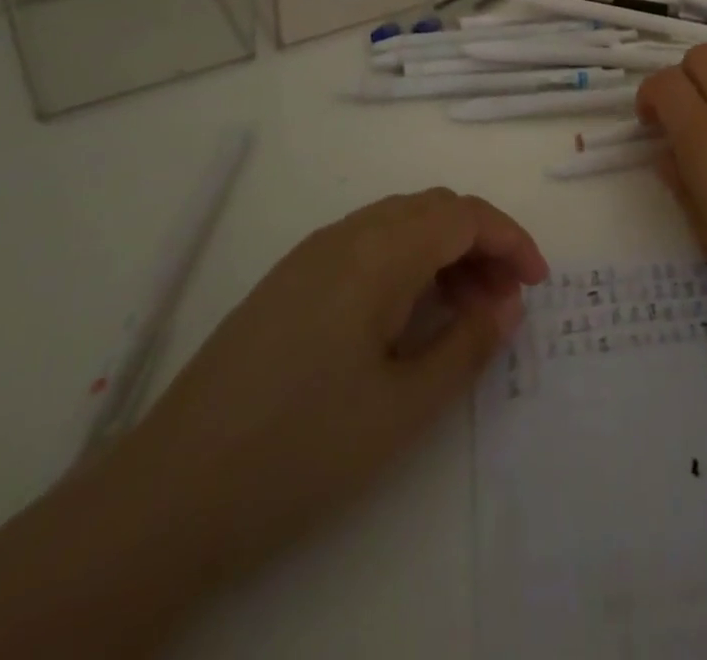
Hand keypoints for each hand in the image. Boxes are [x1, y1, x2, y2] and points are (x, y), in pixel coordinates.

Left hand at [117, 188, 547, 583]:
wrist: (168, 496)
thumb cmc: (301, 449)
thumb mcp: (404, 407)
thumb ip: (468, 345)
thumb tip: (508, 304)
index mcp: (377, 252)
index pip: (463, 214)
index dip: (510, 239)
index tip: (538, 284)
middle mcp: (345, 234)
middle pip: (433, 210)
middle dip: (481, 243)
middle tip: (505, 302)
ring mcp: (310, 255)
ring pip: (399, 224)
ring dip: (443, 252)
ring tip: (464, 311)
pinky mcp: (288, 280)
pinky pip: (367, 245)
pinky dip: (406, 263)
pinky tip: (407, 316)